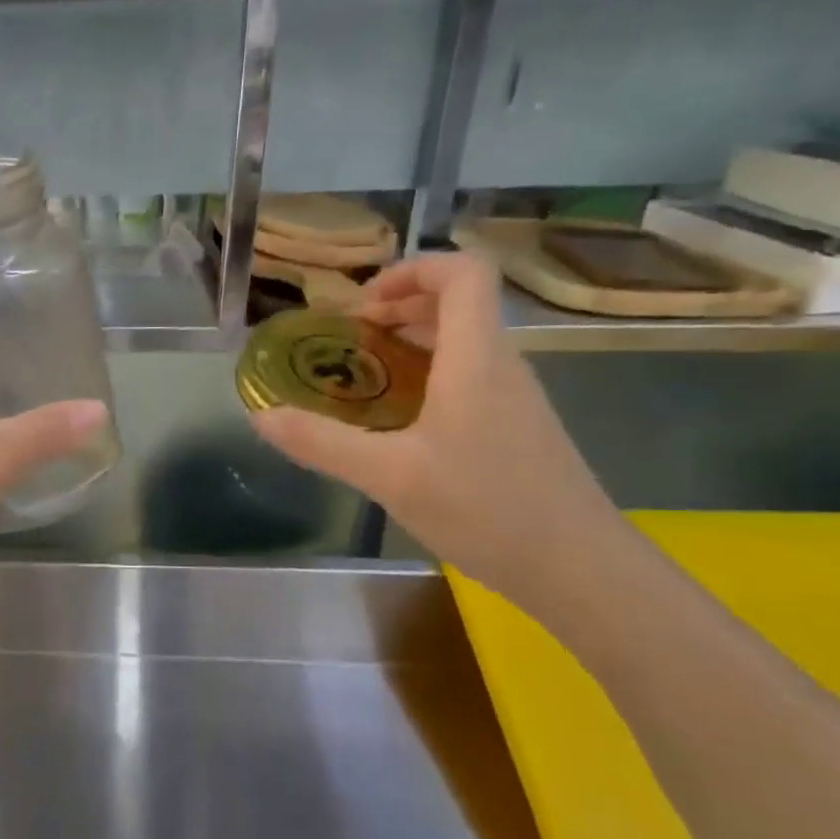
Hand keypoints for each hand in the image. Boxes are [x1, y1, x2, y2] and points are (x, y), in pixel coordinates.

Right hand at [250, 253, 621, 601]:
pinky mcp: (515, 427)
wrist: (577, 569)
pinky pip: (468, 376)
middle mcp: (501, 365)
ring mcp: (513, 397)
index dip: (410, 269)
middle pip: (459, 302)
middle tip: (349, 337)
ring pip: (463, 341)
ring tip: (363, 373)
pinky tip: (397, 421)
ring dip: (411, 340)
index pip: (463, 272)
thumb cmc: (486, 508)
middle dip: (399, 304)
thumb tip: (262, 416)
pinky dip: (427, 375)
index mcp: (476, 358)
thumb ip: (321, 442)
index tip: (360, 304)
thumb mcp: (389, 475)